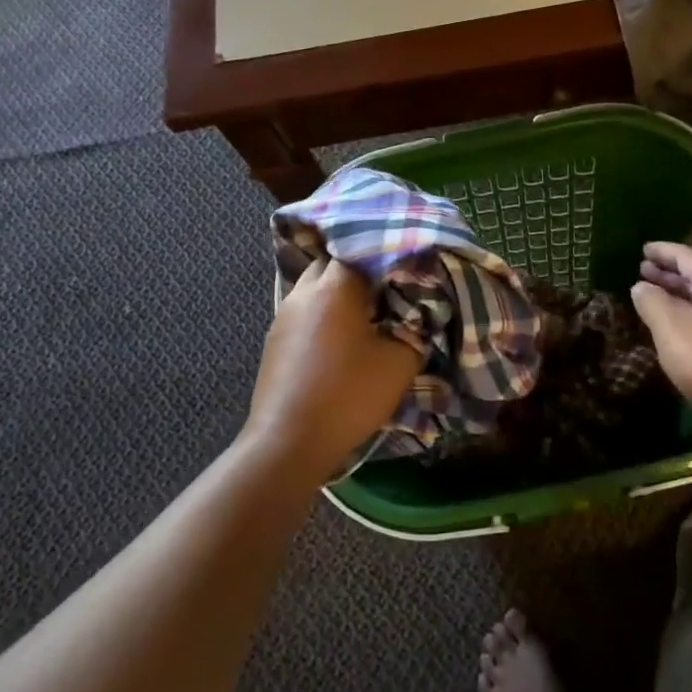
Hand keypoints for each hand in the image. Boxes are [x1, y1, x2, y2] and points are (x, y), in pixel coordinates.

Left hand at [240, 259, 420, 482]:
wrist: (289, 443)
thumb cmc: (347, 396)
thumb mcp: (398, 364)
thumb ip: (414, 330)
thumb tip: (416, 316)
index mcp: (334, 287)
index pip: (359, 248)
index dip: (384, 252)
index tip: (405, 262)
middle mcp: (304, 292)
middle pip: (332, 262)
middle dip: (359, 268)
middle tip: (387, 284)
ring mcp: (283, 315)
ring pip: (315, 286)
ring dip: (338, 291)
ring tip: (367, 309)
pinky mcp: (275, 339)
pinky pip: (305, 310)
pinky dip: (324, 312)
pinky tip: (341, 334)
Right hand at [630, 242, 691, 431]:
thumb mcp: (672, 328)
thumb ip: (652, 303)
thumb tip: (641, 286)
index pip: (687, 256)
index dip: (663, 251)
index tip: (643, 248)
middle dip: (671, 274)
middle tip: (644, 271)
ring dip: (680, 298)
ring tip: (656, 300)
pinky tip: (679, 335)